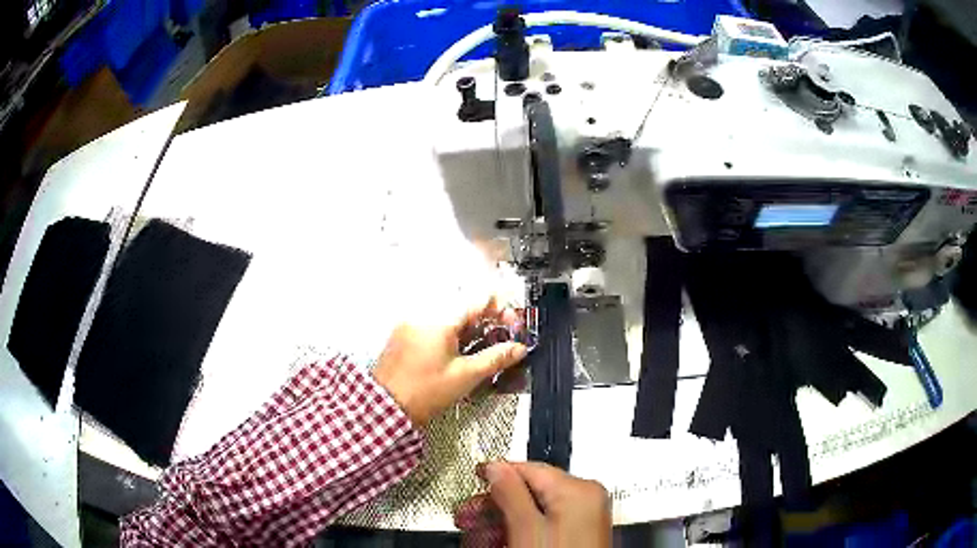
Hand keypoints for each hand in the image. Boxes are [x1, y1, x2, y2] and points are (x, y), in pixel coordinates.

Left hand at [373, 296, 526, 426]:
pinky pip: (433, 322)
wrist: (387, 407)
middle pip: (463, 304)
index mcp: (440, 319)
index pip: (478, 299)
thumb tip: (518, 348)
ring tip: (481, 346)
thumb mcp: (466, 376)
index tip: (512, 324)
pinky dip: (451, 330)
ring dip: (469, 325)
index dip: (500, 309)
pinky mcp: (404, 333)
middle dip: (486, 318)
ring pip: (449, 313)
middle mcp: (423, 313)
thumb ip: (495, 358)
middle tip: (500, 336)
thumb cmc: (425, 392)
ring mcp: (411, 322)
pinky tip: (459, 350)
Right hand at [455, 461, 611, 547]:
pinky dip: (520, 530)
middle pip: (530, 491)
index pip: (529, 468)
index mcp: (579, 489)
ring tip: (478, 532)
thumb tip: (496, 468)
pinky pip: (544, 524)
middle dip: (494, 504)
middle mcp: (586, 499)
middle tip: (468, 514)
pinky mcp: (578, 533)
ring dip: (502, 519)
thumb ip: (510, 494)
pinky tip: (499, 540)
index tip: (476, 476)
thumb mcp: (526, 528)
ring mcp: (583, 518)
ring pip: (534, 510)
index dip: (498, 473)